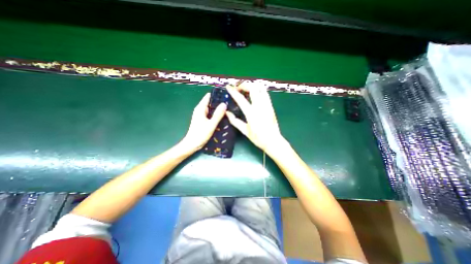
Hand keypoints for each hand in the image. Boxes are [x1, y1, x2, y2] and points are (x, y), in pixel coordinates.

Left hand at [179, 93, 227, 150]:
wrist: (192, 144)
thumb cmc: (200, 134)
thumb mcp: (211, 124)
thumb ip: (218, 114)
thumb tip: (224, 104)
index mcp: (200, 108)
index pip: (208, 96)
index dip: (217, 95)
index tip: (226, 95)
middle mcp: (200, 110)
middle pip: (210, 102)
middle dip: (219, 102)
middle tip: (230, 103)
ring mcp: (201, 115)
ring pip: (211, 109)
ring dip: (218, 109)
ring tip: (228, 109)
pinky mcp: (203, 120)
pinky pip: (211, 114)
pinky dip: (216, 114)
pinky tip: (223, 116)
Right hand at [225, 83, 287, 154]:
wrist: (273, 141)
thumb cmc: (258, 138)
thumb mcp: (245, 131)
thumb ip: (235, 121)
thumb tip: (227, 113)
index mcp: (251, 114)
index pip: (240, 99)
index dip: (233, 91)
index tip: (228, 87)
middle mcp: (260, 107)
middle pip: (252, 88)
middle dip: (244, 85)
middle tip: (238, 89)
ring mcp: (267, 105)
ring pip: (261, 88)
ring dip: (252, 85)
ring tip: (246, 89)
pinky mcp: (271, 106)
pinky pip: (265, 93)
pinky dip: (259, 90)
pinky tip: (255, 93)